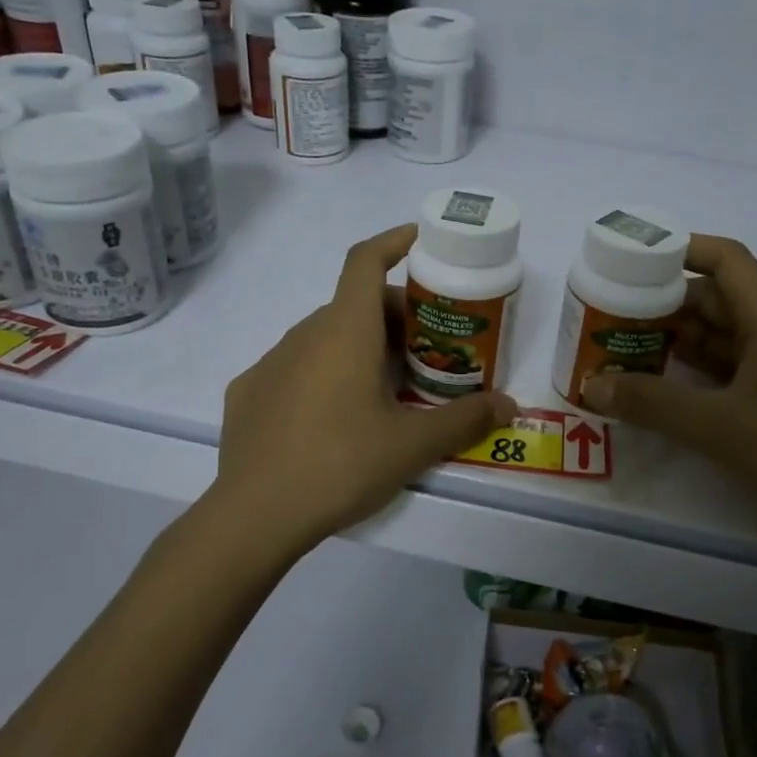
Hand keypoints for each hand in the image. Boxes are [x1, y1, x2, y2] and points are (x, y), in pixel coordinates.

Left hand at [214, 225, 518, 549]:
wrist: (255, 515)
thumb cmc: (341, 465)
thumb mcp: (412, 446)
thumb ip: (464, 420)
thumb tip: (509, 405)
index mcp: (345, 331)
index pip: (365, 261)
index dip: (393, 242)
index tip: (419, 242)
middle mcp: (303, 334)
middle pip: (353, 304)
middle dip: (392, 316)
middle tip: (424, 351)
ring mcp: (269, 362)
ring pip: (322, 337)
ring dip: (357, 347)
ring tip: (384, 389)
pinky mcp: (247, 393)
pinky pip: (293, 368)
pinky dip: (320, 375)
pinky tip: (331, 419)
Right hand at [580, 235, 756, 553]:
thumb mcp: (722, 426)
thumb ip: (653, 403)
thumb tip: (592, 385)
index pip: (724, 260)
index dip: (678, 250)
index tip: (628, 259)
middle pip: (710, 298)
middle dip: (659, 300)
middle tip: (605, 310)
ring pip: (712, 337)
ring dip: (667, 339)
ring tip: (614, 344)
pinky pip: (717, 372)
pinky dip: (682, 372)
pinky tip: (647, 384)